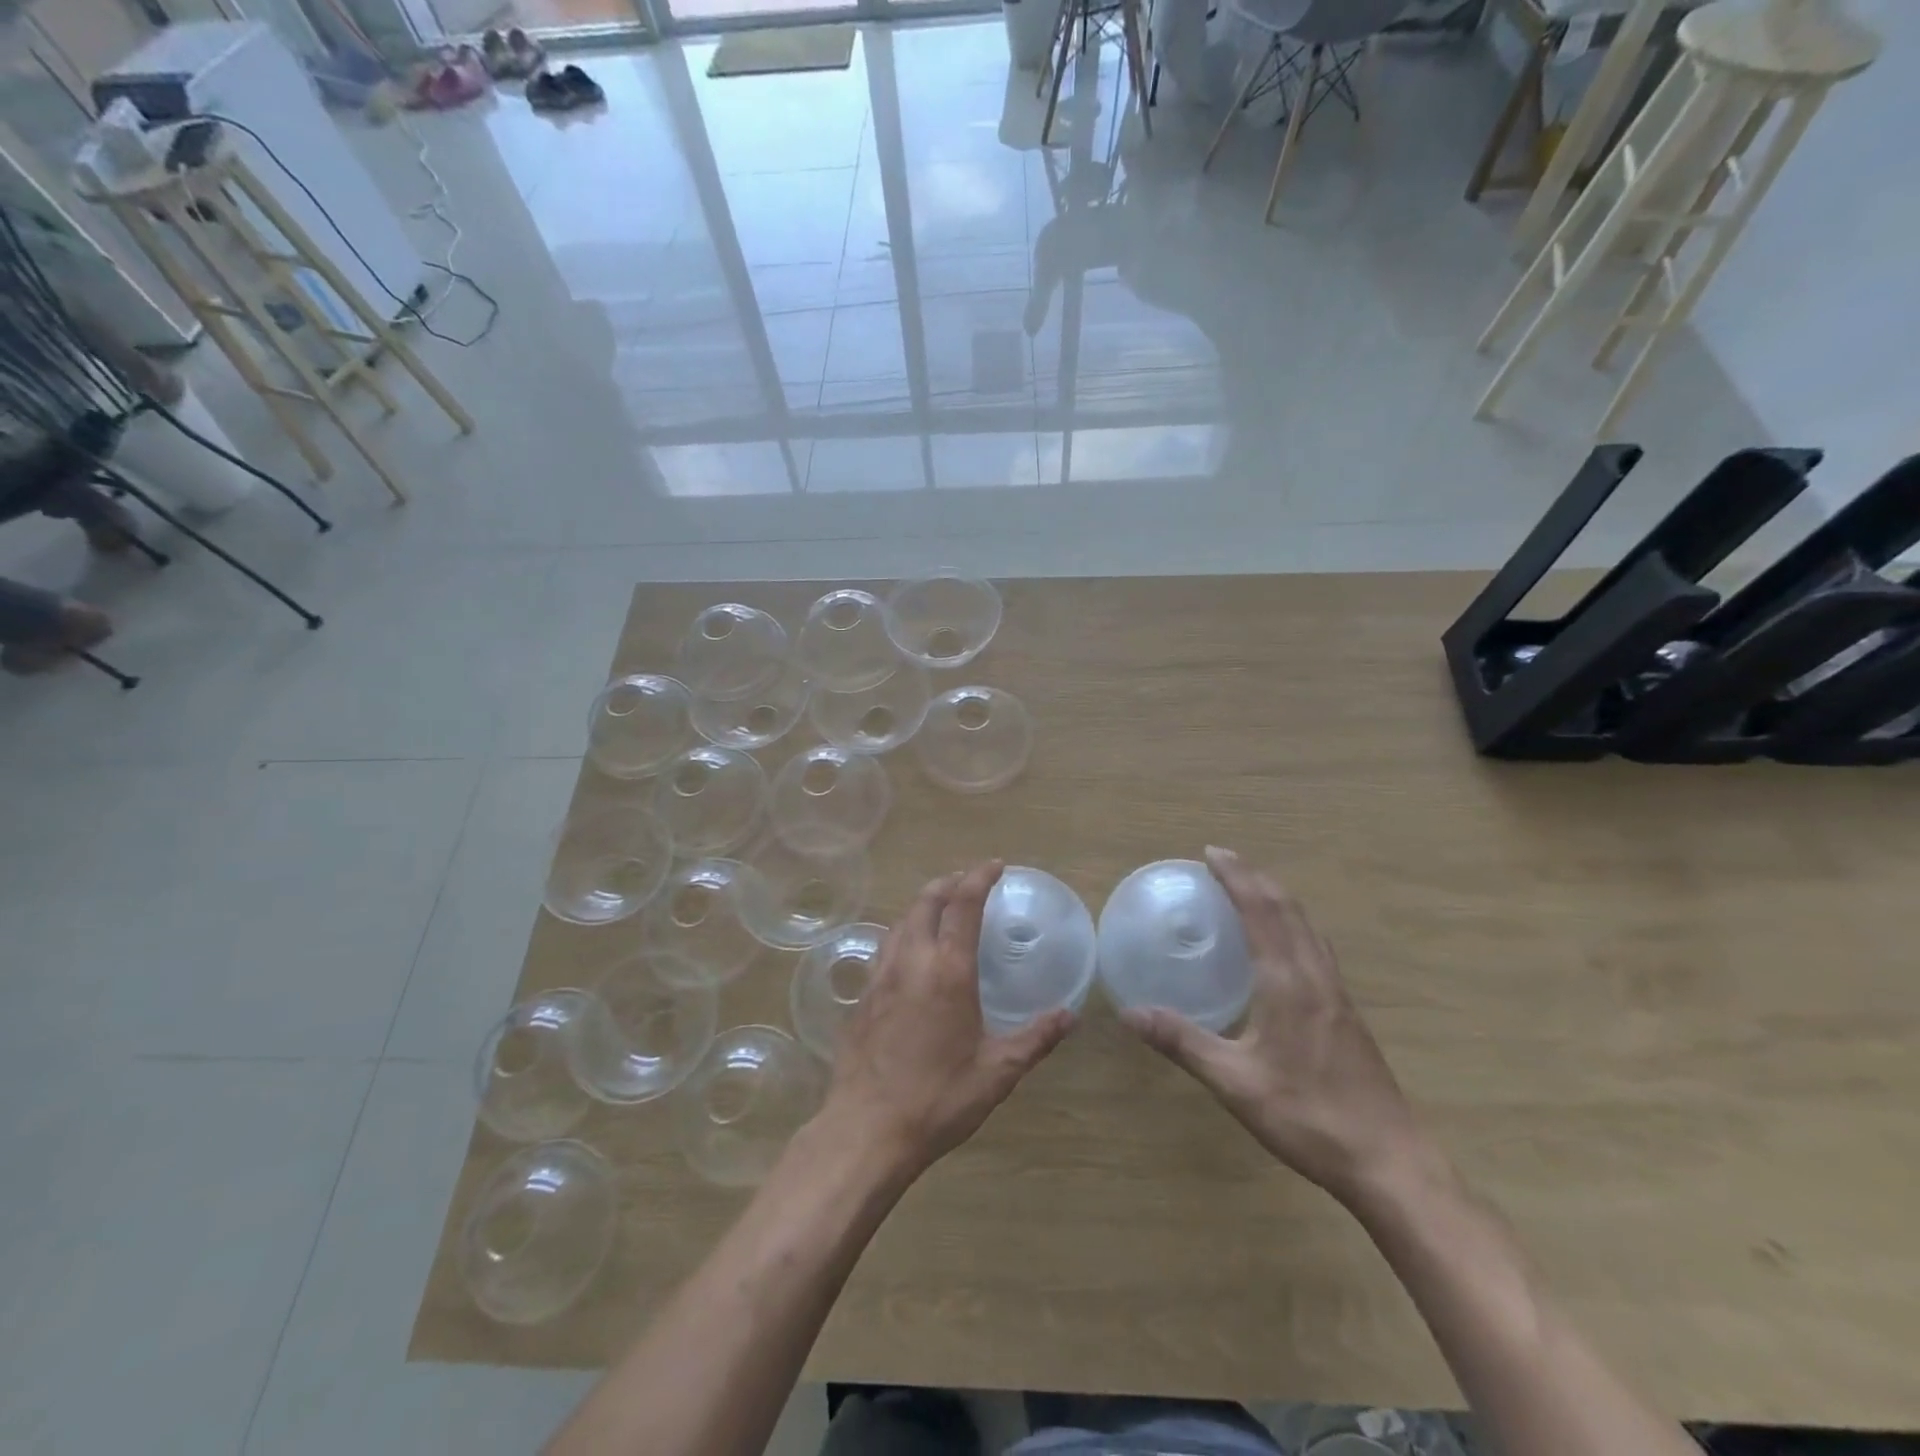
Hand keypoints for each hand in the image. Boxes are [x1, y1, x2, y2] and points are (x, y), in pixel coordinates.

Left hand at [823, 862, 1074, 1177]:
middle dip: (949, 882)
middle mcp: (912, 961)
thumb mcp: (997, 1072)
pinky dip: (905, 931)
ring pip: (902, 920)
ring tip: (942, 907)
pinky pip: (885, 945)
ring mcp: (881, 976)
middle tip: (969, 880)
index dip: (979, 877)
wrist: (866, 1129)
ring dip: (924, 903)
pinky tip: (911, 951)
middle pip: (926, 901)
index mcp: (948, 970)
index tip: (995, 865)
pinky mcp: (862, 995)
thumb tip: (1070, 1016)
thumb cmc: (938, 1099)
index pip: (963, 905)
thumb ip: (1035, 1038)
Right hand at [1122, 847, 1428, 1207]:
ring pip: (1307, 926)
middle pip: (1288, 909)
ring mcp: (1337, 994)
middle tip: (1222, 860)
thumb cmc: (1309, 1118)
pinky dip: (1292, 923)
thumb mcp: (1235, 1083)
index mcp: (1289, 983)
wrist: (1390, 1162)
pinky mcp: (1346, 1013)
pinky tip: (1282, 944)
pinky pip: (1315, 947)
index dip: (1237, 877)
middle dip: (1255, 877)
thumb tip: (1130, 1013)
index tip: (1211, 853)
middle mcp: (1316, 977)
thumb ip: (1183, 1043)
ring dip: (1277, 896)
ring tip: (1249, 887)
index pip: (1261, 911)